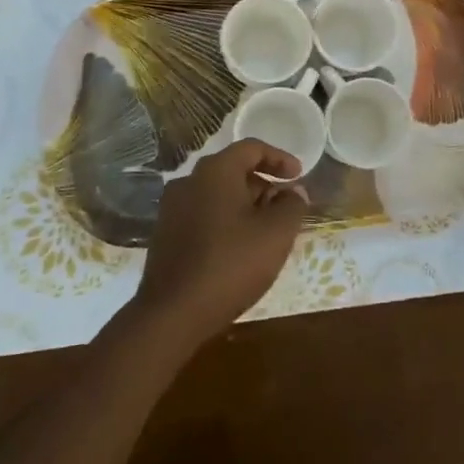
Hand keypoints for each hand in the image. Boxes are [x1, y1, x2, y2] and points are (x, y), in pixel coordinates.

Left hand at [132, 139, 308, 345]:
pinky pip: (202, 214)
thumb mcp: (276, 234)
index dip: (280, 159)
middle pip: (233, 170)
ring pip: (217, 194)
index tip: (298, 176)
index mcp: (215, 171)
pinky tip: (238, 249)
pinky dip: (224, 221)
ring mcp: (172, 208)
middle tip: (285, 207)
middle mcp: (189, 181)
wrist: (172, 314)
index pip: (251, 148)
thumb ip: (292, 206)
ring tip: (265, 231)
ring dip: (244, 205)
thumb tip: (294, 192)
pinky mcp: (165, 235)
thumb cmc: (230, 265)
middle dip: (263, 185)